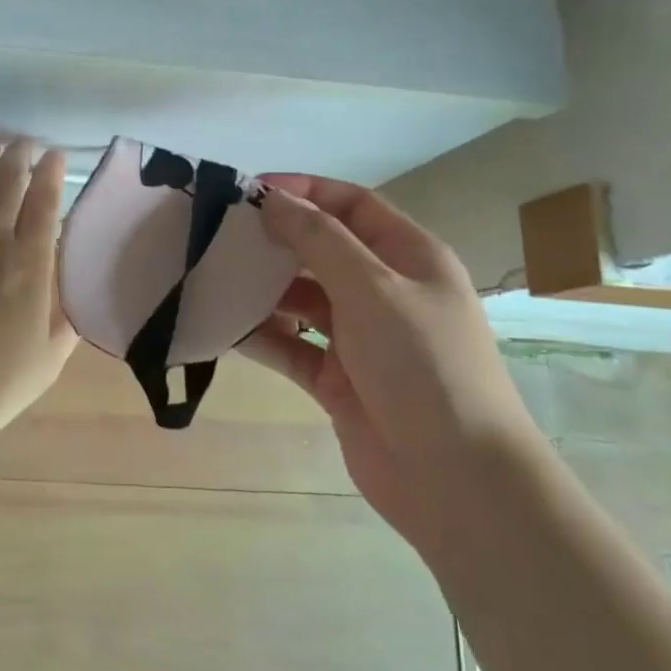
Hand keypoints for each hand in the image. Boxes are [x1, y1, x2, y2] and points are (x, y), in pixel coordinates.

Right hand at [238, 175, 545, 555]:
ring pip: (303, 298)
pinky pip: (292, 346)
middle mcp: (385, 291)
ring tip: (214, 279)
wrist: (456, 480)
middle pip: (322, 249)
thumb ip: (319, 240)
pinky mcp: (337, 380)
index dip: (304, 191)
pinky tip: (224, 328)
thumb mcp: (373, 288)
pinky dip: (263, 335)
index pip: (352, 205)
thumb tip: (274, 199)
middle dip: (276, 240)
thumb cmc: (422, 365)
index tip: (249, 192)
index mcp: (409, 257)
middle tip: (219, 235)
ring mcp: (361, 338)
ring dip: (264, 289)